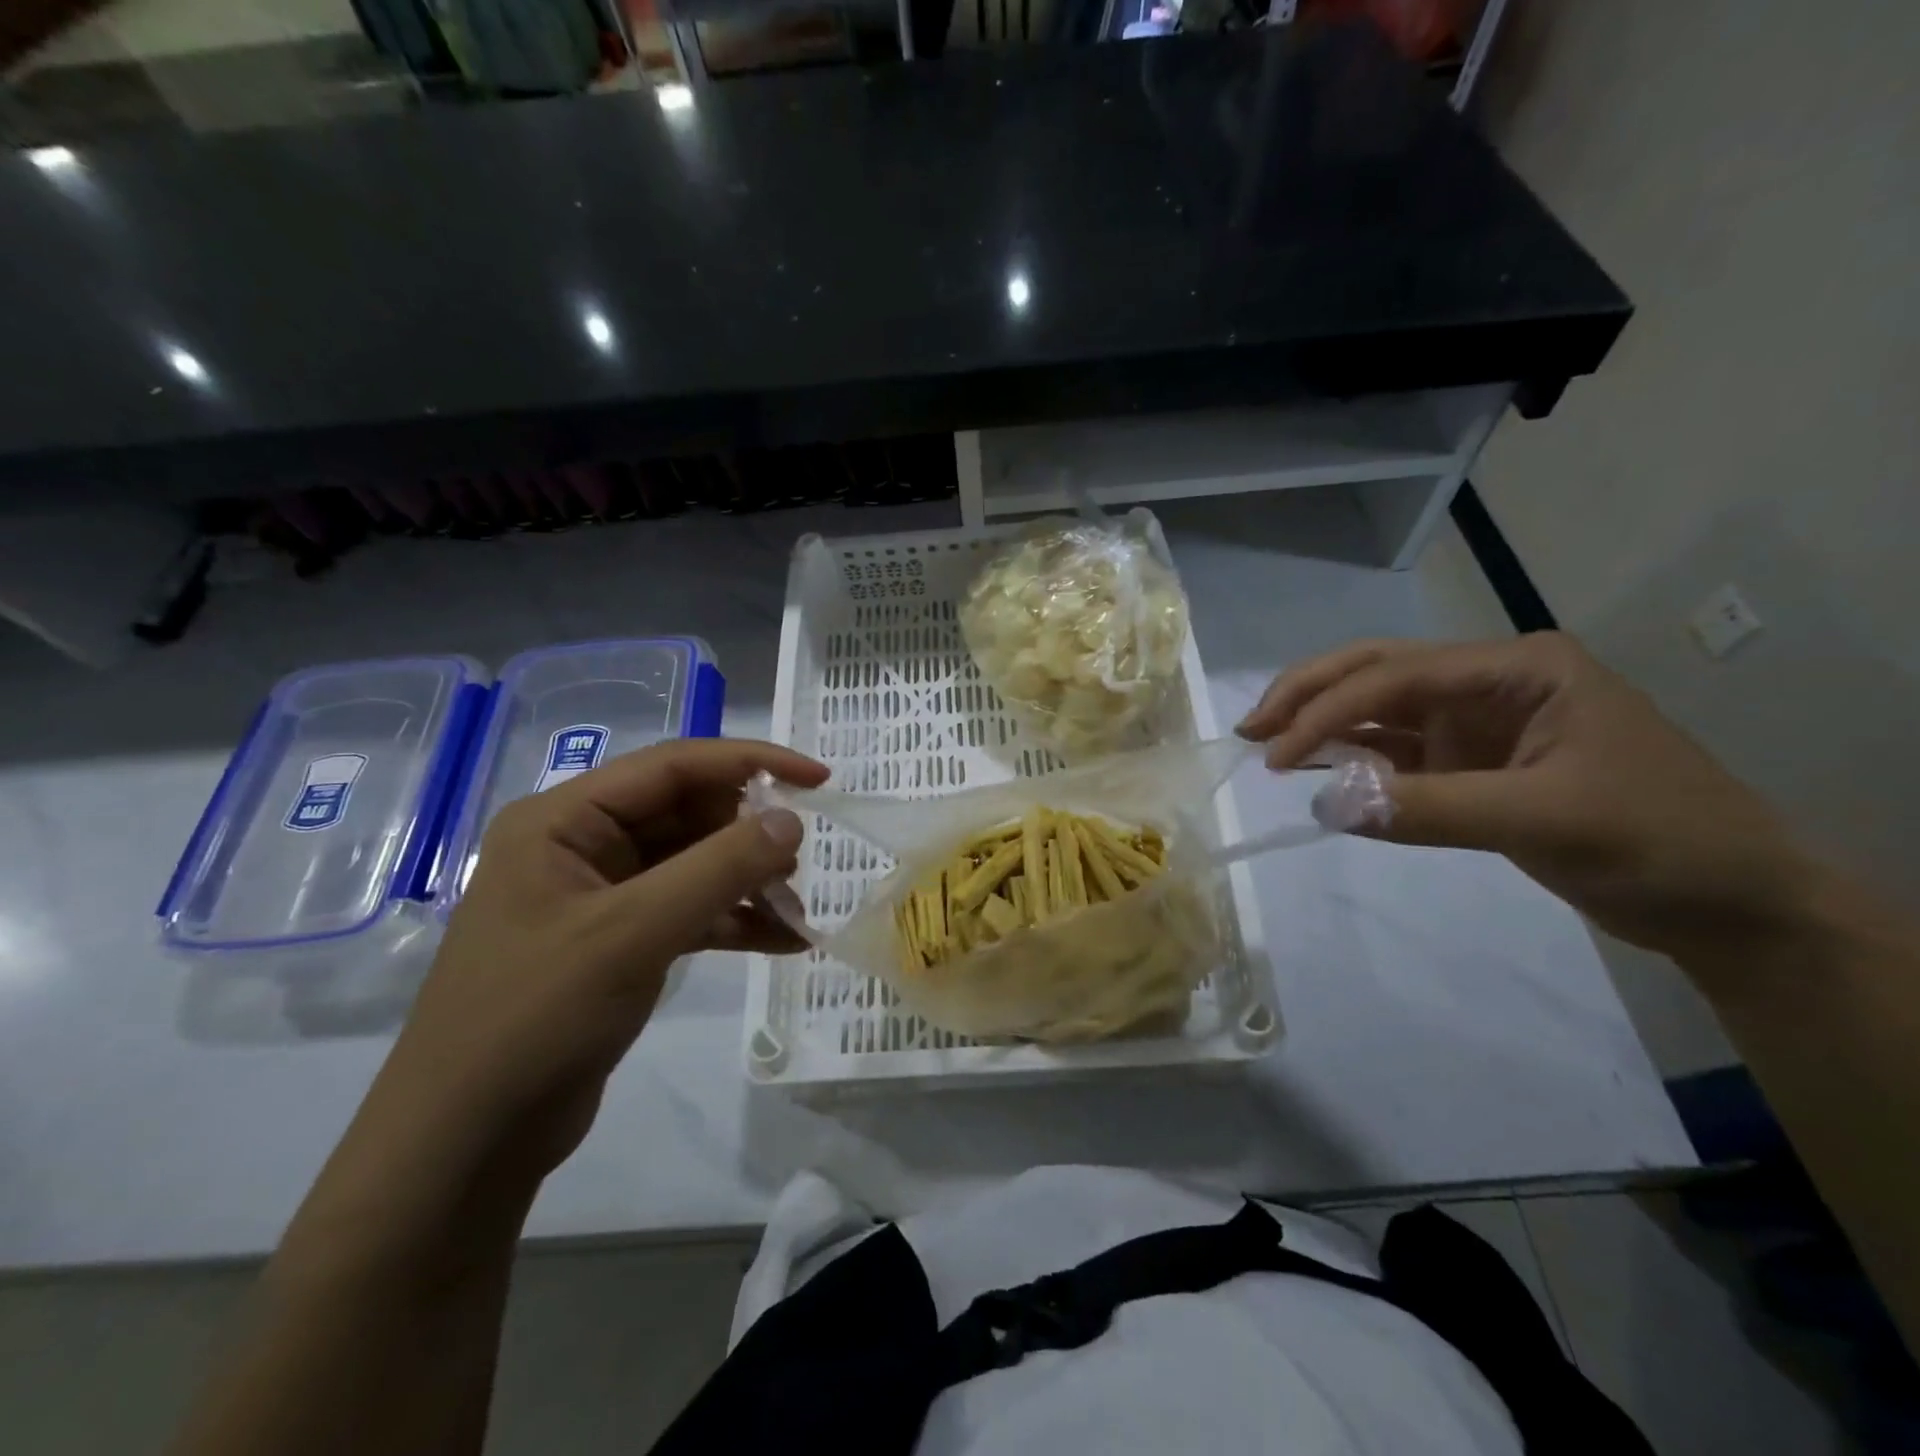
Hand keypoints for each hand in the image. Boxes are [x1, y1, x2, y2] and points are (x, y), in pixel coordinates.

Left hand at [361, 738, 826, 1199]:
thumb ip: (718, 869)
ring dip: (748, 880)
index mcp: (564, 820)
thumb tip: (792, 822)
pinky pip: (690, 911)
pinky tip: (785, 941)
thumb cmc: (535, 1018)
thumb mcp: (633, 933)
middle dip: (750, 834)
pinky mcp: (619, 941)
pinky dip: (735, 921)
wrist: (465, 1144)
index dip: (751, 763)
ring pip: (695, 864)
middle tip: (804, 862)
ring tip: (797, 908)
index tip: (817, 780)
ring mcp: (601, 895)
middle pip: (688, 813)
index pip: (673, 766)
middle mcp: (582, 845)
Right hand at [1237, 634, 1820, 969]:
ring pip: (1379, 710)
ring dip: (1323, 724)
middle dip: (1310, 695)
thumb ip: (1431, 808)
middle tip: (1251, 728)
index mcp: (1518, 668)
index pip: (1398, 674)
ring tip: (1267, 744)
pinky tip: (1315, 768)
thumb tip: (1324, 807)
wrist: (1731, 905)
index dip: (1328, 709)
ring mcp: (1477, 724)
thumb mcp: (1546, 819)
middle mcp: (1489, 683)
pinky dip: (1352, 760)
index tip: (1275, 754)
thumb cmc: (1661, 842)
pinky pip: (1395, 753)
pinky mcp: (1469, 764)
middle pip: (1378, 672)